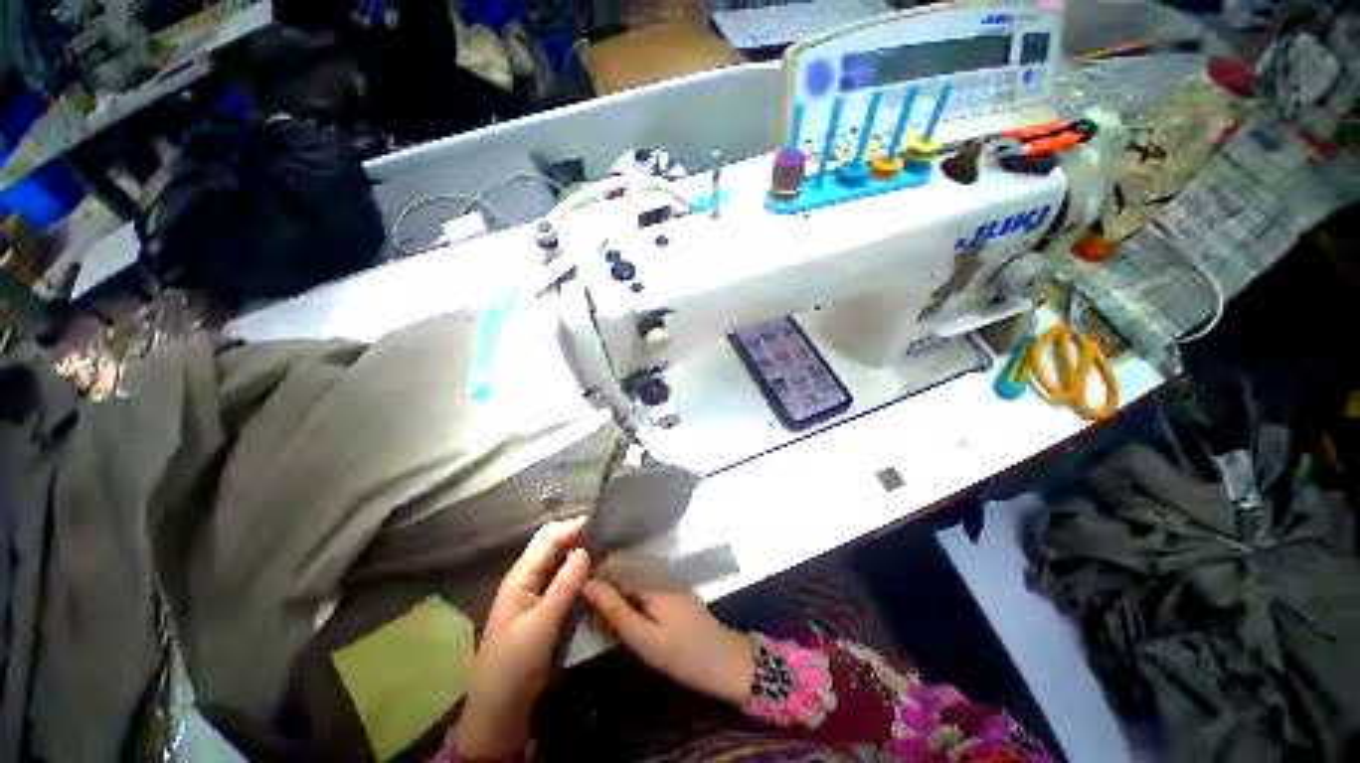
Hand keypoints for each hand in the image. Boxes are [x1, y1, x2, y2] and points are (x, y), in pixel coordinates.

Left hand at [454, 518, 589, 757]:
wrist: (500, 705)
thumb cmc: (515, 663)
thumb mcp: (542, 625)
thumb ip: (564, 586)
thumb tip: (586, 549)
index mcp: (521, 575)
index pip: (549, 537)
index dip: (573, 526)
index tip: (602, 523)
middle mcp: (528, 576)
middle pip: (554, 544)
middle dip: (578, 536)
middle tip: (608, 536)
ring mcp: (535, 590)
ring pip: (560, 560)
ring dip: (580, 552)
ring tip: (608, 549)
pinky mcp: (544, 604)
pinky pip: (563, 578)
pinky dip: (579, 571)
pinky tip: (596, 573)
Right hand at [582, 582, 753, 705]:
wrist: (723, 661)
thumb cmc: (681, 653)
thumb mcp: (642, 637)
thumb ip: (614, 608)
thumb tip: (586, 582)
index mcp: (651, 577)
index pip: (613, 565)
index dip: (594, 580)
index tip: (580, 601)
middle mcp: (659, 571)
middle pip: (622, 573)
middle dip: (605, 594)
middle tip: (597, 624)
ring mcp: (667, 579)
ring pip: (631, 582)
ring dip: (617, 601)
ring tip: (608, 627)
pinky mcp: (671, 590)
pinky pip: (643, 589)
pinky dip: (631, 604)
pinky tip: (627, 624)